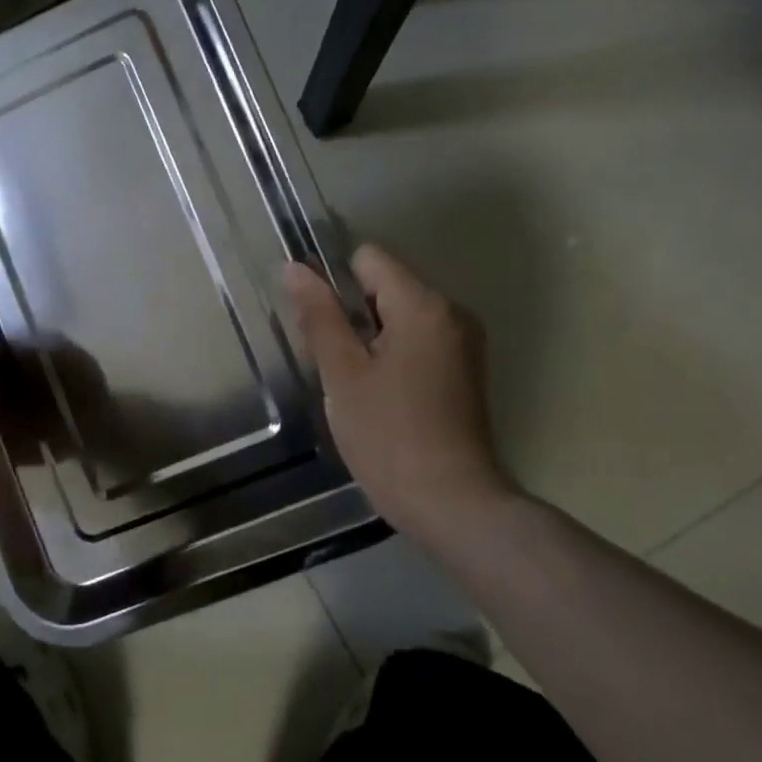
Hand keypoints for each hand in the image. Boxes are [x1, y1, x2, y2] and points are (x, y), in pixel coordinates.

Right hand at [284, 245, 511, 536]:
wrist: (452, 503)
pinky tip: (380, 397)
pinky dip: (394, 356)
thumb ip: (319, 316)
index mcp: (423, 305)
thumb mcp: (343, 374)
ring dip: (371, 339)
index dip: (334, 282)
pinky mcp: (466, 370)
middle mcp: (452, 312)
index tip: (318, 325)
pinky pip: (419, 341)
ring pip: (401, 316)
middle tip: (333, 365)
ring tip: (354, 386)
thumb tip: (295, 268)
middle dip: (352, 315)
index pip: (368, 258)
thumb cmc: (389, 436)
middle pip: (386, 286)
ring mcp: (464, 343)